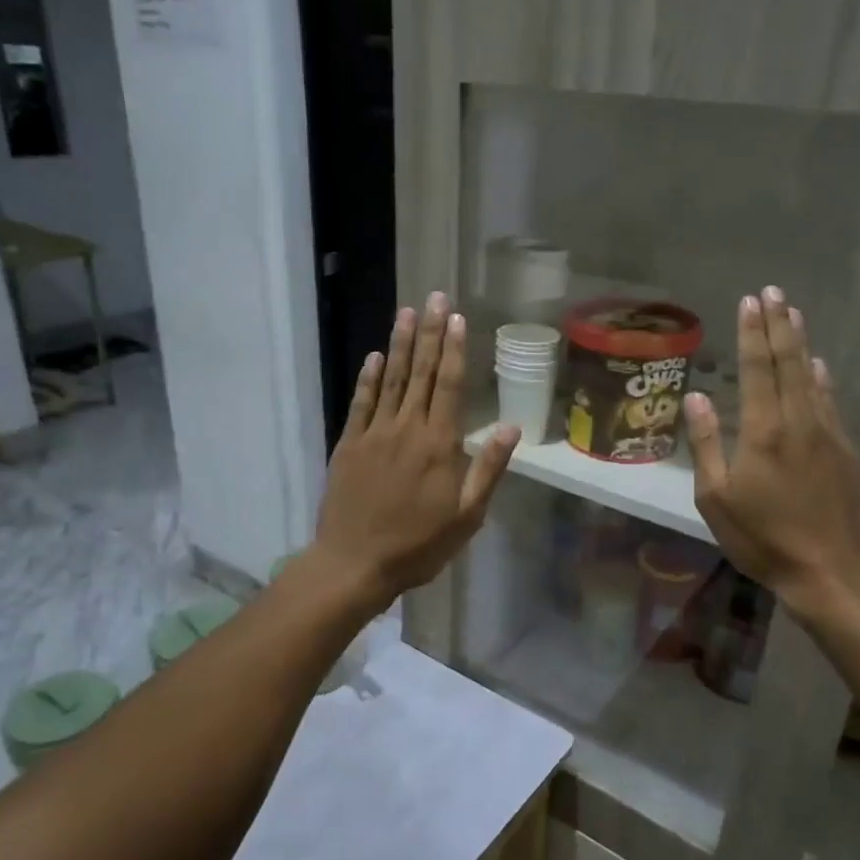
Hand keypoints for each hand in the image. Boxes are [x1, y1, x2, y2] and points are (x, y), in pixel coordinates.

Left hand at [312, 294, 518, 609]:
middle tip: (434, 296)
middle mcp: (406, 429)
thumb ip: (488, 469)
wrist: (355, 563)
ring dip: (399, 345)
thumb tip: (511, 427)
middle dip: (429, 333)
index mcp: (438, 445)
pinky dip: (368, 378)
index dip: (453, 349)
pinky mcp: (349, 445)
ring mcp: (374, 434)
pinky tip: (374, 357)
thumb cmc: (418, 544)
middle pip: (420, 373)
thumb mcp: (467, 516)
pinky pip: (360, 403)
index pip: (448, 386)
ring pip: (390, 380)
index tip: (456, 318)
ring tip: (406, 312)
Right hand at [684, 287, 859, 628]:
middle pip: (788, 363)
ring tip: (794, 314)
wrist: (831, 571)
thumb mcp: (716, 498)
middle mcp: (799, 422)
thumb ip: (706, 444)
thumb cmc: (763, 538)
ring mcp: (828, 435)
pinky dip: (822, 379)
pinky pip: (831, 403)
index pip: (757, 369)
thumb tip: (697, 398)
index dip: (752, 333)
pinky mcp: (847, 452)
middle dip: (779, 325)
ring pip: (812, 378)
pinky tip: (819, 367)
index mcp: (763, 431)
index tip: (750, 300)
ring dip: (801, 343)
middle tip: (773, 291)